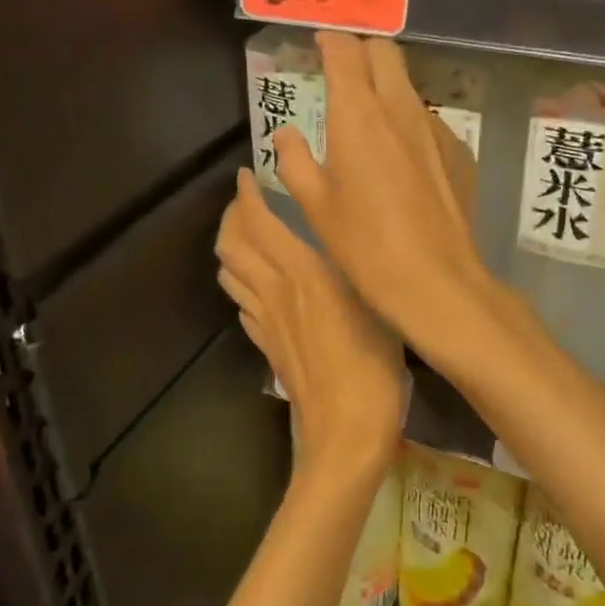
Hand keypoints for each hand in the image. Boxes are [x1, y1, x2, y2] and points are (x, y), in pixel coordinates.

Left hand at [215, 168, 403, 484]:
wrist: (345, 430)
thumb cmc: (373, 362)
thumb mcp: (374, 301)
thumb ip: (353, 268)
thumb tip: (341, 243)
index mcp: (303, 273)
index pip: (259, 224)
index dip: (246, 197)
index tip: (246, 175)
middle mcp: (275, 291)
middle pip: (232, 246)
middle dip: (231, 217)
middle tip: (244, 201)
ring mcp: (265, 322)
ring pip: (230, 274)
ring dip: (230, 248)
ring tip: (245, 235)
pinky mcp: (267, 347)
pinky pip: (242, 305)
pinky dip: (241, 284)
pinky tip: (256, 286)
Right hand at [272, 33, 495, 362]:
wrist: (435, 279)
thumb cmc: (363, 244)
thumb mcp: (314, 204)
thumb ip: (294, 159)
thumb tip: (286, 134)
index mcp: (357, 115)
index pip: (345, 51)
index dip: (329, 41)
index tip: (317, 44)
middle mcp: (399, 108)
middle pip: (384, 51)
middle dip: (360, 50)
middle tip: (341, 70)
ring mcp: (434, 127)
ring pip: (408, 84)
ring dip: (385, 85)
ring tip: (367, 117)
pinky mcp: (458, 150)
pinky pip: (427, 118)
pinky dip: (407, 120)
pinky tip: (400, 158)